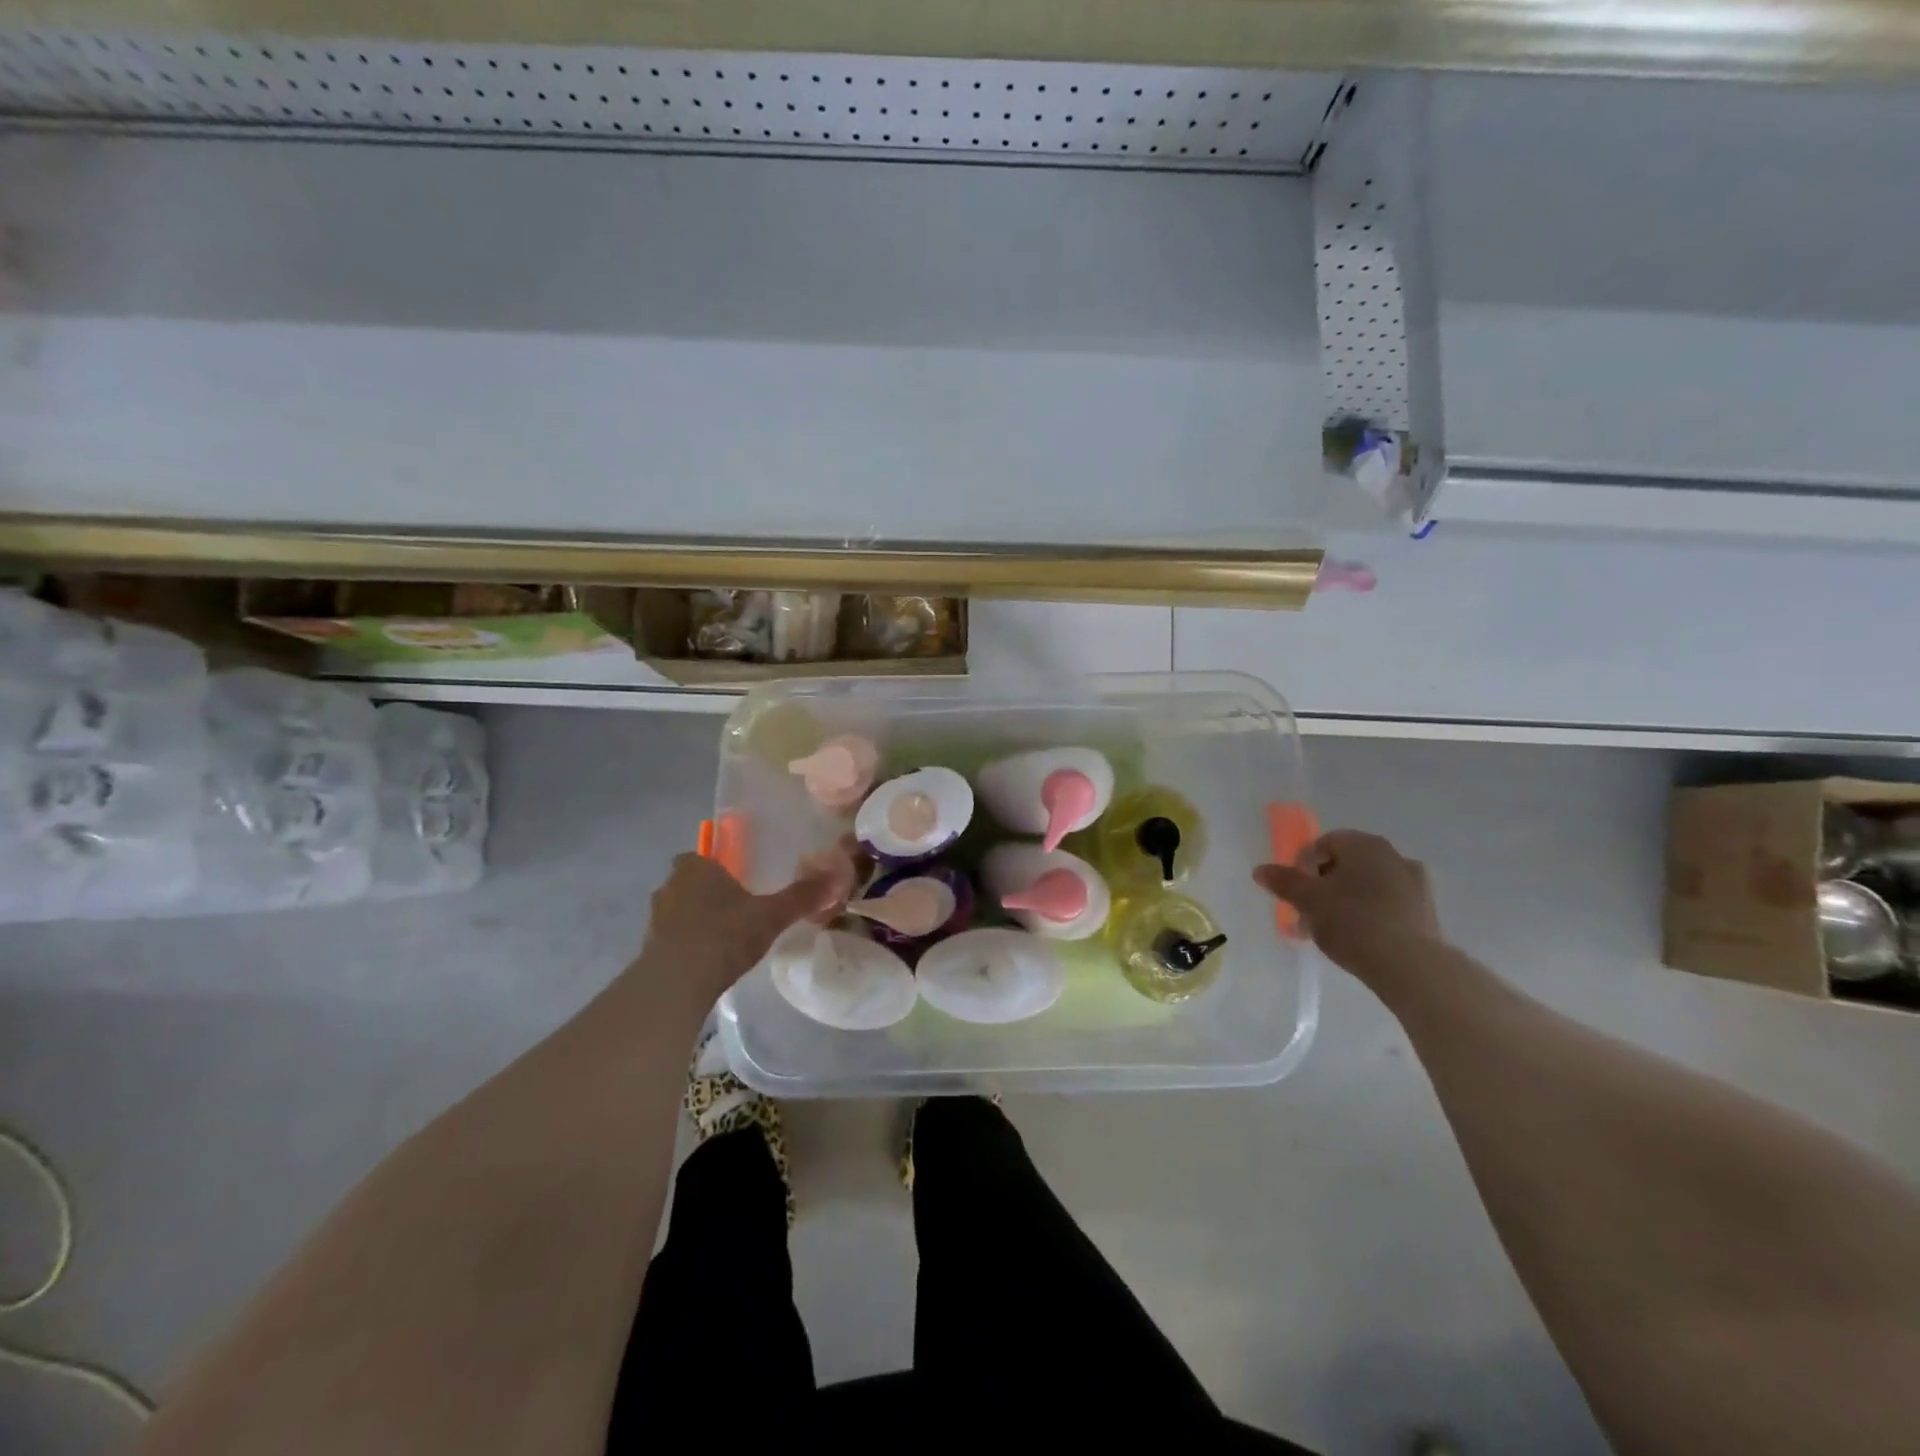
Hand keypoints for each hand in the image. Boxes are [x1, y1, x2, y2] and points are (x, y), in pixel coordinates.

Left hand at [636, 851, 849, 1005]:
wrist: (676, 982)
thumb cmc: (725, 935)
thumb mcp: (771, 915)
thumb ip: (801, 896)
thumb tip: (837, 875)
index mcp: (697, 868)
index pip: (701, 855)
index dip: (717, 866)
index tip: (737, 880)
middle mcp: (671, 886)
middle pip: (689, 882)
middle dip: (708, 892)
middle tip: (736, 909)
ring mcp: (656, 918)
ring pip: (678, 910)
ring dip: (695, 919)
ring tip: (724, 937)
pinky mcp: (649, 949)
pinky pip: (672, 938)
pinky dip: (687, 944)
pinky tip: (708, 960)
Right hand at [1253, 830, 1442, 981]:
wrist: (1412, 967)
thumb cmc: (1353, 922)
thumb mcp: (1308, 901)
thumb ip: (1283, 882)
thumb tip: (1260, 869)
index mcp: (1364, 844)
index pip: (1323, 844)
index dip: (1302, 866)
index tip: (1294, 893)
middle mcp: (1392, 855)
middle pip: (1344, 865)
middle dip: (1321, 887)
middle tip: (1306, 914)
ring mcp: (1414, 883)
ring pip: (1365, 886)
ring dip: (1343, 902)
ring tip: (1327, 932)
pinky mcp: (1426, 912)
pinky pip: (1386, 905)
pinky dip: (1368, 914)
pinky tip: (1357, 939)